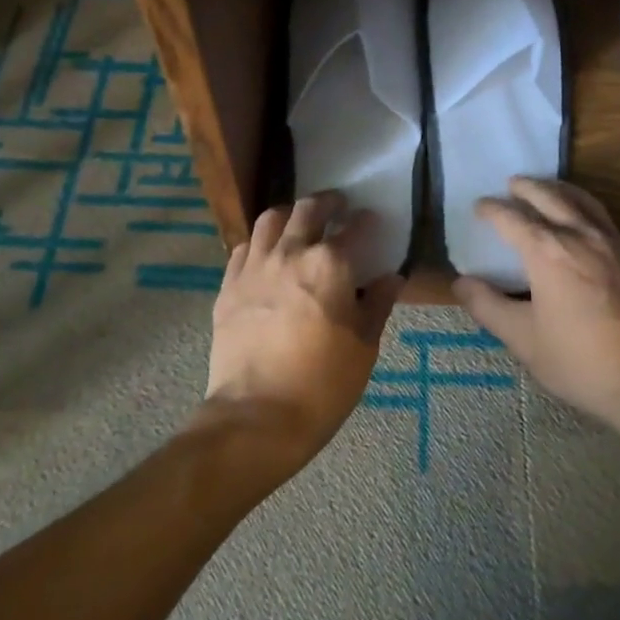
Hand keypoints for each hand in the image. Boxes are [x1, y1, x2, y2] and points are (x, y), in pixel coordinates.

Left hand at [202, 192, 402, 469]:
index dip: (365, 220)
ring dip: (289, 214)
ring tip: (298, 222)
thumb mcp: (364, 346)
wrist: (257, 416)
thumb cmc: (323, 383)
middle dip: (327, 202)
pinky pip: (243, 248)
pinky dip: (259, 242)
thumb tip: (391, 278)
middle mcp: (290, 252)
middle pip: (307, 209)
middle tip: (337, 206)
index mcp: (330, 264)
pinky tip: (266, 255)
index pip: (353, 228)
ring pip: (270, 220)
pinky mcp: (229, 286)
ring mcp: (255, 267)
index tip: (370, 219)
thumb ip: (378, 304)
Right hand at [452, 177, 619, 426]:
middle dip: (528, 187)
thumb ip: (488, 307)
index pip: (512, 218)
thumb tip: (460, 283)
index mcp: (547, 251)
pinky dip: (585, 207)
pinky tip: (584, 222)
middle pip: (550, 198)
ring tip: (548, 188)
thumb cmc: (581, 360)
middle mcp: (579, 235)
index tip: (479, 206)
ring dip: (560, 189)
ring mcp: (613, 244)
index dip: (492, 210)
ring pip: (583, 202)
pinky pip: (603, 218)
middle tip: (513, 183)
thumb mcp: (523, 340)